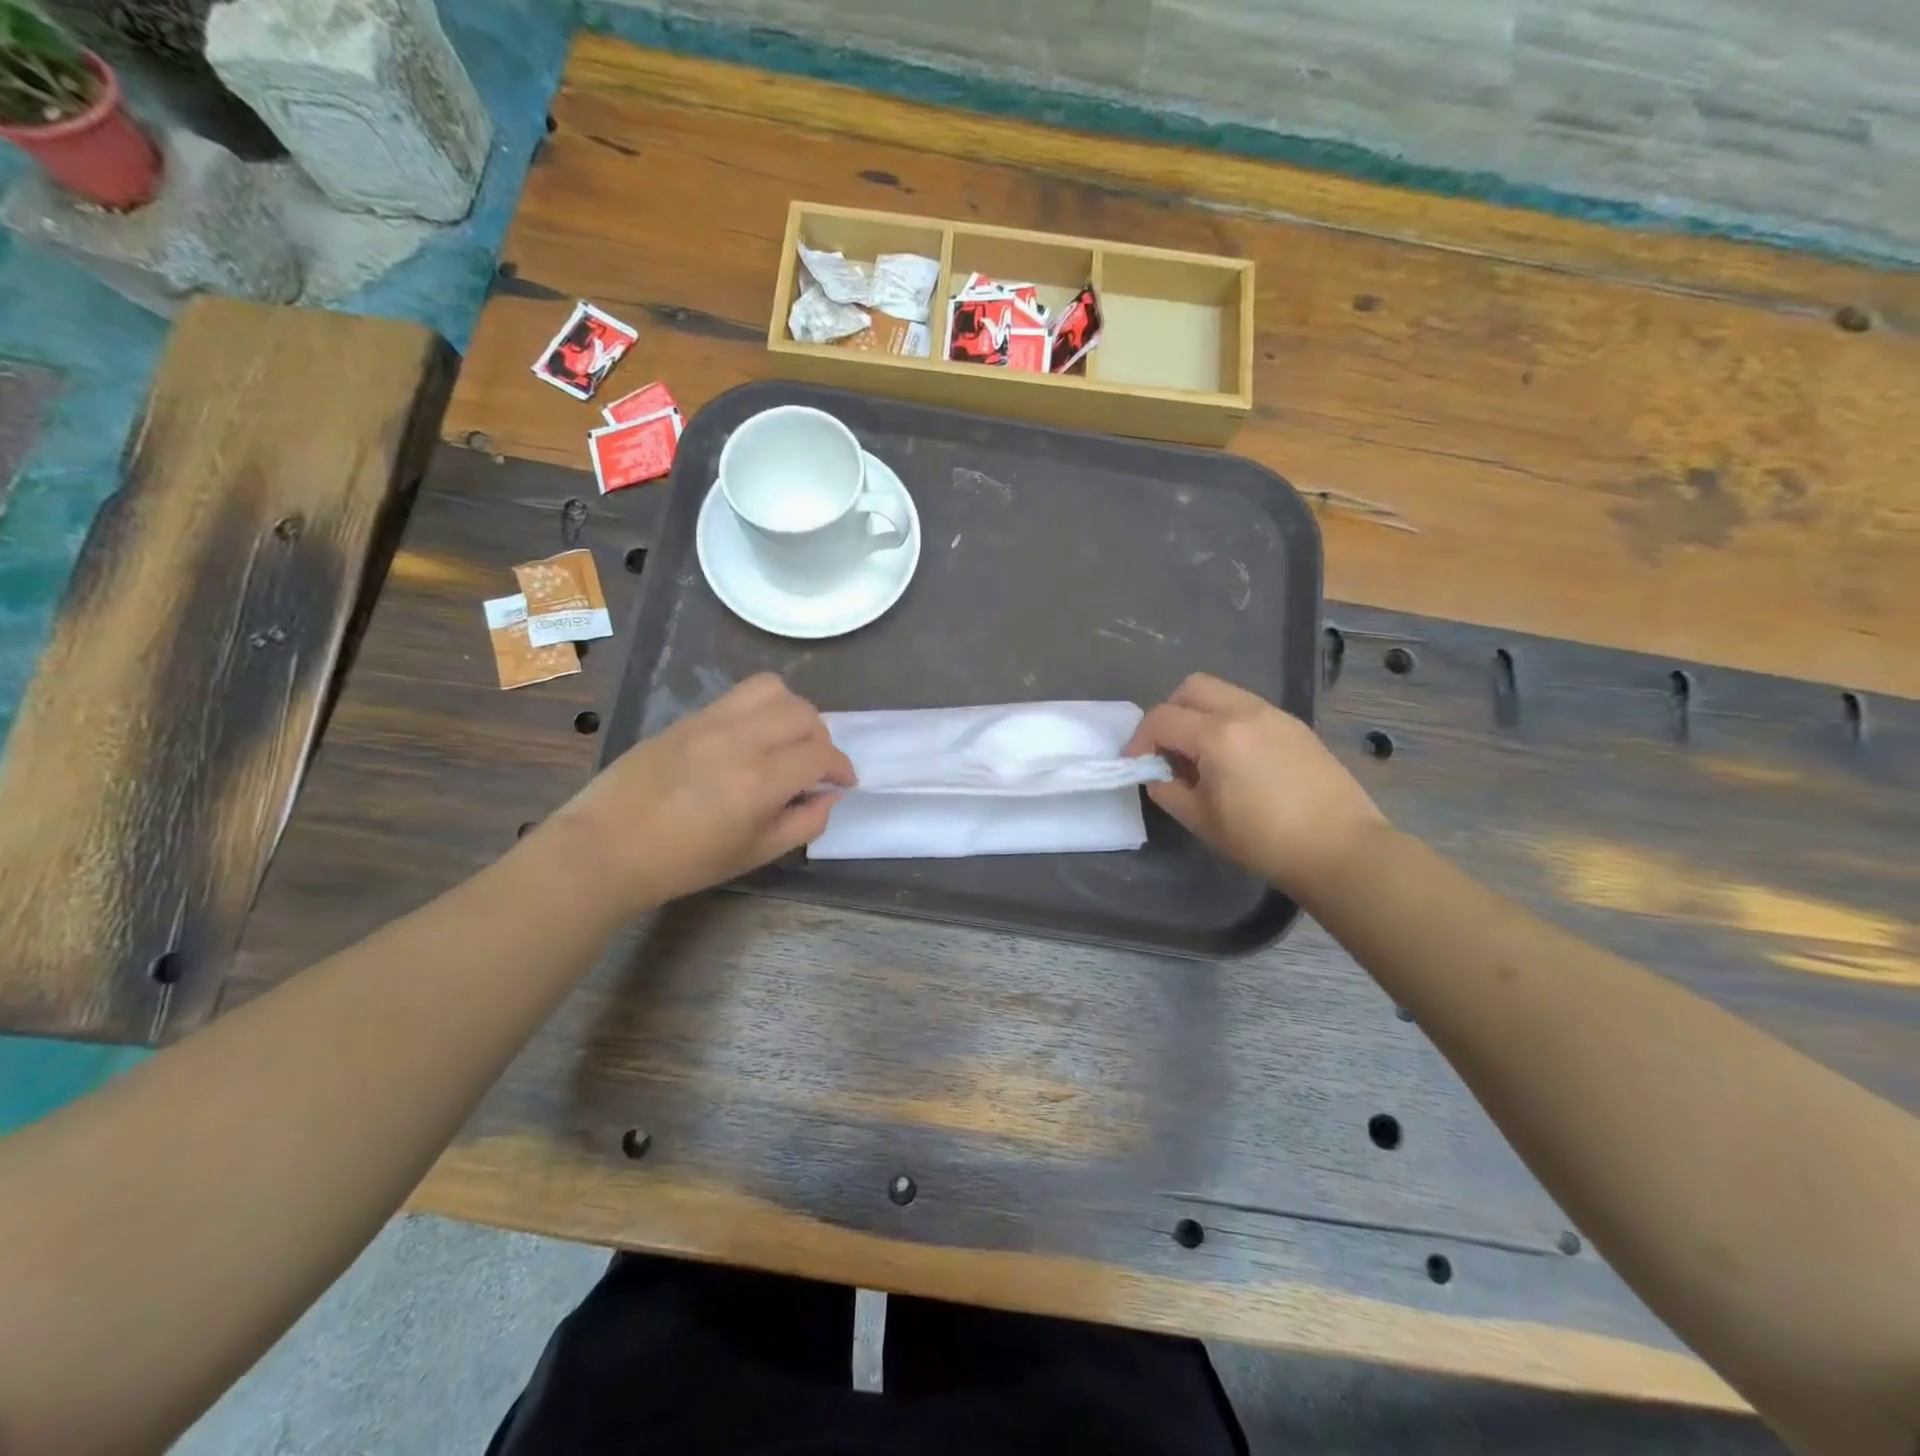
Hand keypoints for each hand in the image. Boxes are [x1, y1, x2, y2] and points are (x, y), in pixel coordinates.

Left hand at [554, 674, 852, 911]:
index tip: (843, 782)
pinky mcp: (689, 717)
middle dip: (821, 738)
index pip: (820, 755)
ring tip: (786, 740)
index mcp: (759, 781)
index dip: (841, 768)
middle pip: (803, 713)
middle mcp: (740, 740)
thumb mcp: (755, 855)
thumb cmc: (684, 862)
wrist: (607, 847)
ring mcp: (711, 722)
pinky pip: (739, 696)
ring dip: (793, 712)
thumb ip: (804, 823)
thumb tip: (829, 797)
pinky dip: (761, 709)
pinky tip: (751, 739)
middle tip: (814, 765)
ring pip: (772, 689)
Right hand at [1126, 673, 1388, 899]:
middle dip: (1169, 713)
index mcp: (1217, 735)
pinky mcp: (1295, 726)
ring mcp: (1275, 714)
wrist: (1340, 848)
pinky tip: (1236, 761)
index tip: (1138, 766)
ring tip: (1202, 757)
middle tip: (1168, 750)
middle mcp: (1245, 711)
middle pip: (1191, 687)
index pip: (1161, 718)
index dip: (1139, 741)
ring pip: (1223, 693)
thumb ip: (1168, 790)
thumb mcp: (1201, 820)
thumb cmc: (1264, 840)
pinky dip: (1228, 722)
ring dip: (1200, 715)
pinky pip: (1248, 708)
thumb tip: (1158, 774)